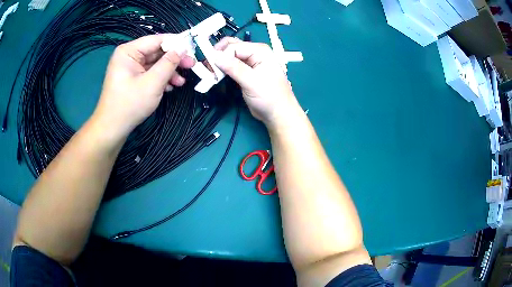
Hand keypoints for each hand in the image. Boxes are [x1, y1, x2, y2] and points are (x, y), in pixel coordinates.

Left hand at [91, 34, 194, 142]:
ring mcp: (130, 67)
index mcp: (129, 51)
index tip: (193, 50)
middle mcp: (129, 55)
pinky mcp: (133, 78)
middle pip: (157, 51)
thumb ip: (169, 63)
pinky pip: (150, 72)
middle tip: (191, 65)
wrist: (113, 129)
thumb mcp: (152, 83)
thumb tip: (182, 49)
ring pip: (155, 63)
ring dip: (169, 71)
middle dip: (174, 59)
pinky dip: (161, 78)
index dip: (177, 43)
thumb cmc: (129, 105)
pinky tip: (170, 87)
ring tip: (181, 82)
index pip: (157, 40)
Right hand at [214, 37, 300, 127]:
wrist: (277, 114)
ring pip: (229, 56)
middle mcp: (254, 53)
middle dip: (217, 55)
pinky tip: (215, 75)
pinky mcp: (245, 72)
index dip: (220, 55)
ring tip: (209, 72)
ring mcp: (249, 62)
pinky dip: (222, 69)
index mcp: (259, 51)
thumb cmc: (270, 97)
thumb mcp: (252, 82)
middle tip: (206, 67)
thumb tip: (215, 56)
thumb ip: (234, 68)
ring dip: (218, 63)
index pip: (234, 46)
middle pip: (230, 47)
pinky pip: (230, 66)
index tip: (209, 67)